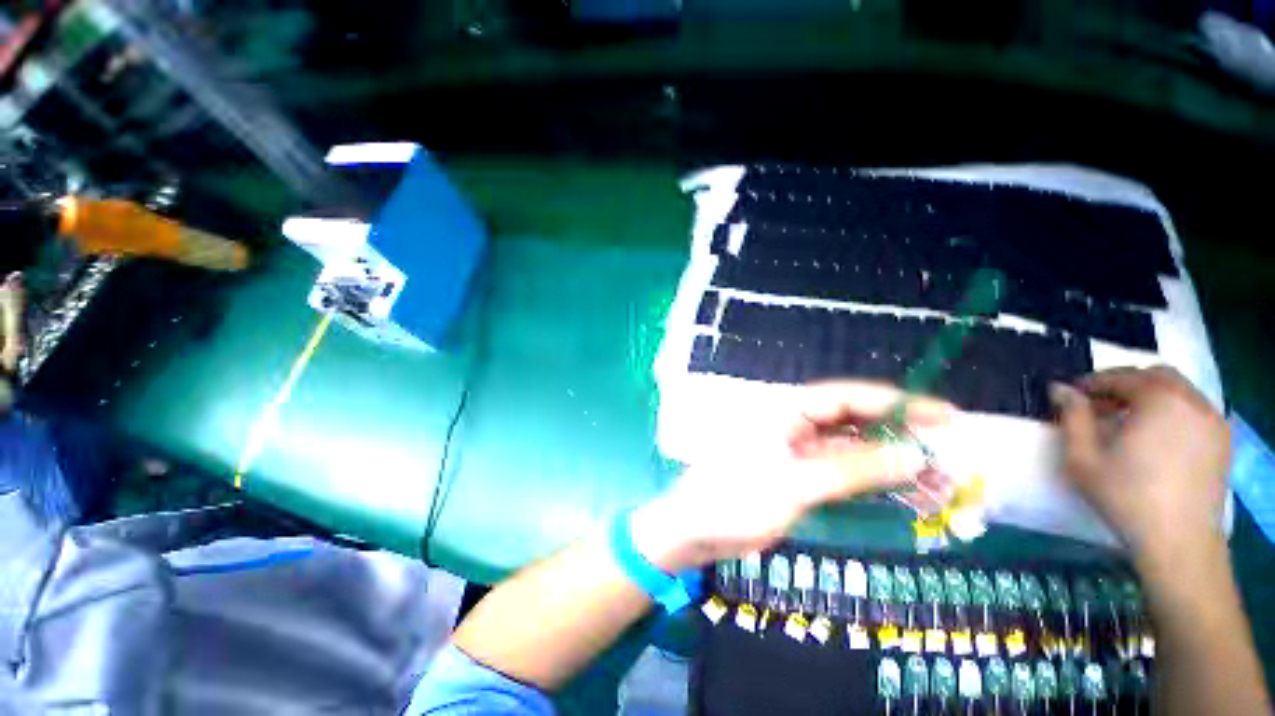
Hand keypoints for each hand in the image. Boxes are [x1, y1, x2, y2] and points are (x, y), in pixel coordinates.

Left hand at [631, 381, 954, 570]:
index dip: (897, 403)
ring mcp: (796, 450)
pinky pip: (841, 472)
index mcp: (787, 411)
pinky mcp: (798, 475)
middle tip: (948, 455)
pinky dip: (871, 481)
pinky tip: (900, 494)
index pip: (848, 397)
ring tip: (936, 482)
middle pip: (854, 422)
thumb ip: (854, 470)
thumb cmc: (737, 497)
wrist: (696, 528)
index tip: (946, 416)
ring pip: (852, 449)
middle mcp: (794, 424)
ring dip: (890, 462)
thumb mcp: (797, 483)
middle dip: (900, 436)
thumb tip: (914, 455)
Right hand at [1051, 367, 1230, 559]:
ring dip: (1150, 397)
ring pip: (1179, 391)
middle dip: (1125, 383)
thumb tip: (1060, 389)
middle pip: (1156, 376)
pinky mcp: (1222, 439)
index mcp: (1158, 400)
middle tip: (1100, 403)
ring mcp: (1212, 420)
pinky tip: (1156, 435)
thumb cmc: (1126, 495)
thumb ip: (1072, 417)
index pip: (1122, 377)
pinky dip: (1172, 411)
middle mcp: (1191, 400)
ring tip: (1127, 420)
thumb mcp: (1083, 456)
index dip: (1093, 383)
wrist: (1179, 539)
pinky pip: (1194, 410)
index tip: (1072, 395)